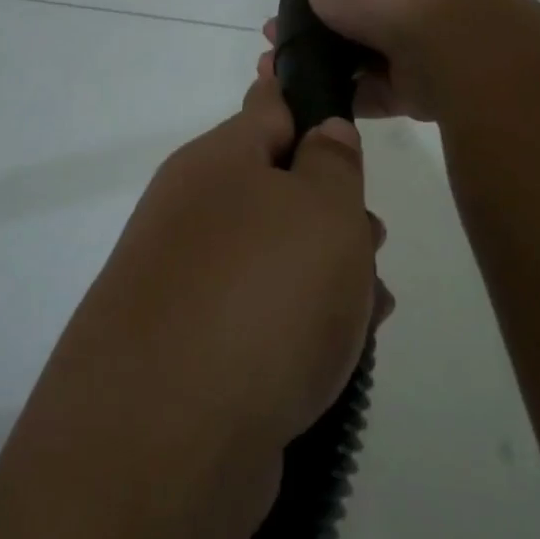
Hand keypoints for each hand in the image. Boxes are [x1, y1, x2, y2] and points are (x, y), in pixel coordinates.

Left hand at [38, 76, 385, 518]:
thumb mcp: (323, 209)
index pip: (267, 108)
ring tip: (370, 304)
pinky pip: (256, 316)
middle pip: (275, 190)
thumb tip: (323, 132)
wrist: (167, 439)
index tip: (341, 100)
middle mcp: (189, 215)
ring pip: (271, 258)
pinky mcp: (187, 350)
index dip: (307, 98)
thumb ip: (332, 162)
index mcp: (215, 164)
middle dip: (332, 210)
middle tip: (372, 238)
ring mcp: (183, 285)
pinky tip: (337, 356)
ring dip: (325, 273)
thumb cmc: (263, 295)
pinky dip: (298, 325)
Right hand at [257, 0, 506, 121]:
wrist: (442, 41)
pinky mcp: (411, 83)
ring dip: (316, 62)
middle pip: (348, 4)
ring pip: (353, 52)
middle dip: (309, 18)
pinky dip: (340, 96)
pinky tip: (303, 100)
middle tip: (272, 32)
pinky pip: (368, 91)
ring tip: (275, 72)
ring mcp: (407, 38)